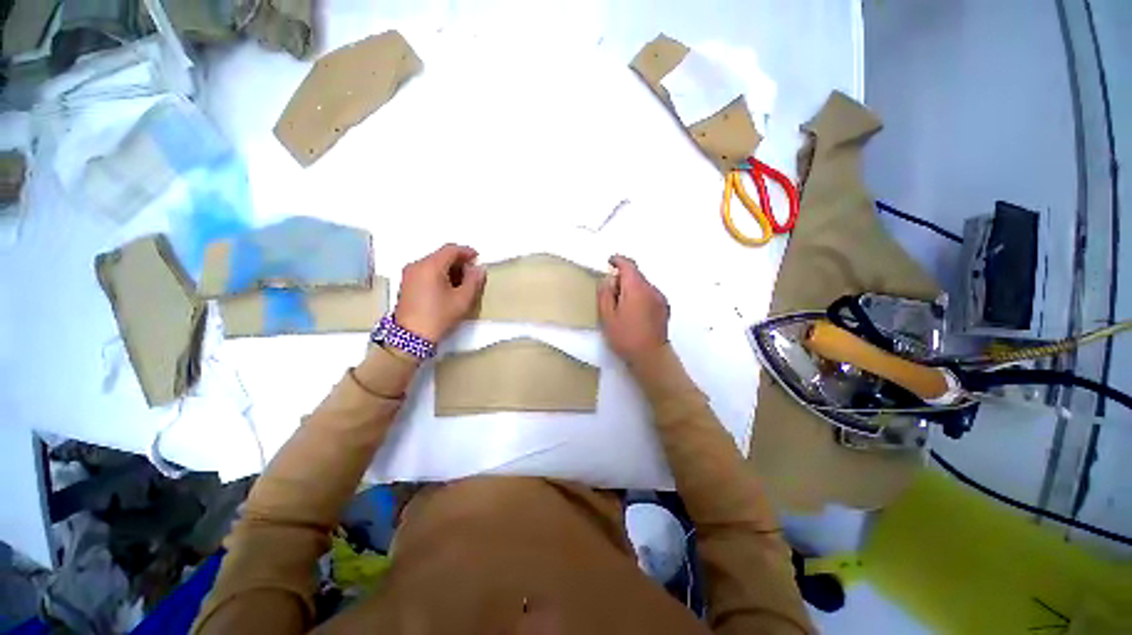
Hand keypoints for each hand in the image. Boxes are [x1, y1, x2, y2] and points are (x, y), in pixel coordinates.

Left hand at [395, 244, 485, 342]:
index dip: (466, 252)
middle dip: (458, 261)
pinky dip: (439, 274)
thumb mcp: (462, 300)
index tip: (477, 258)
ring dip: (449, 268)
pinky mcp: (406, 283)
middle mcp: (417, 265)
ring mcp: (409, 274)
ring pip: (433, 263)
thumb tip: (478, 269)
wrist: (411, 337)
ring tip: (462, 282)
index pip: (450, 249)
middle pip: (441, 255)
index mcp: (430, 266)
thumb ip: (474, 281)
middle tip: (472, 272)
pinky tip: (448, 287)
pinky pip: (425, 271)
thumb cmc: (438, 316)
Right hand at [597, 255, 669, 360]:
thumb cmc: (625, 337)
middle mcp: (651, 289)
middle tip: (611, 294)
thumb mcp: (607, 317)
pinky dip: (640, 296)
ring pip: (643, 285)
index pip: (628, 265)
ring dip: (632, 289)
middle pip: (636, 275)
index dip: (618, 261)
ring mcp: (660, 299)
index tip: (610, 261)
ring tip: (622, 307)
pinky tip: (635, 313)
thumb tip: (607, 281)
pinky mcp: (665, 308)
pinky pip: (650, 295)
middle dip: (623, 279)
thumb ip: (605, 294)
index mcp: (636, 288)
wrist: (651, 357)